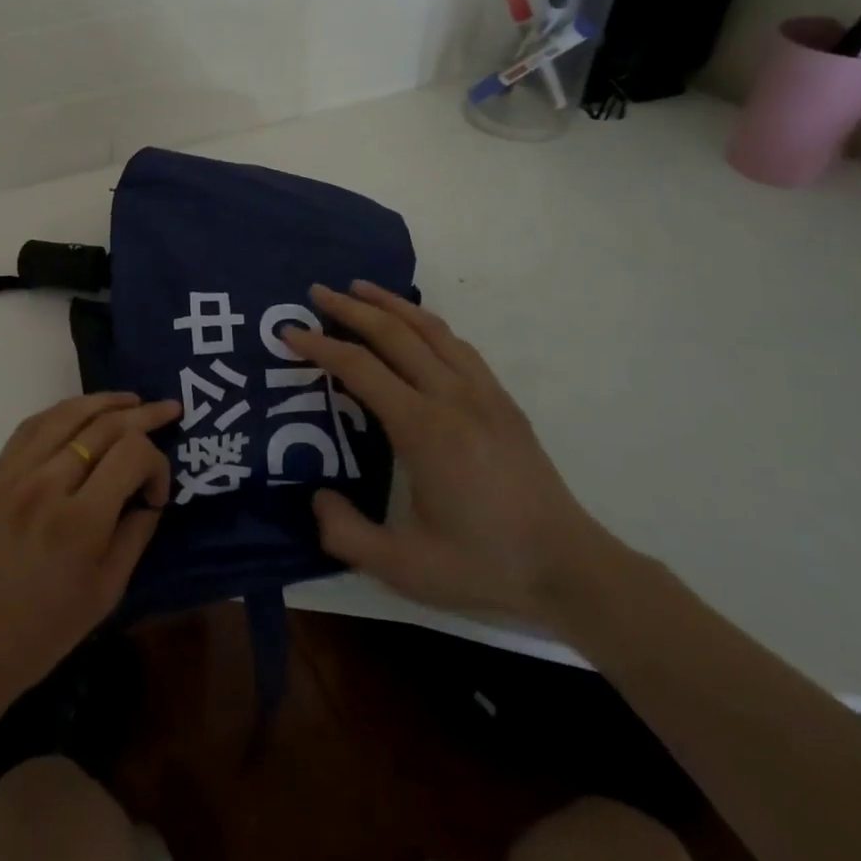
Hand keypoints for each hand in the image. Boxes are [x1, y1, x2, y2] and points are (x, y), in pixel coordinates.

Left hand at [0, 392, 178, 717]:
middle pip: (104, 425)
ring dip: (104, 401)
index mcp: (81, 521)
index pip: (132, 454)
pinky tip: (82, 411)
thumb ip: (136, 533)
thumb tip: (150, 495)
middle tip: (170, 409)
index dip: (157, 464)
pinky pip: (32, 426)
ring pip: (67, 413)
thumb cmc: (47, 630)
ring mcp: (15, 474)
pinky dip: (62, 411)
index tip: (157, 493)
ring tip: (131, 399)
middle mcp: (47, 484)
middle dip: (144, 415)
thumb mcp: (108, 590)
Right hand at [283, 282, 618, 628]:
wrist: (571, 571)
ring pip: (430, 329)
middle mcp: (452, 397)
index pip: (360, 368)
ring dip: (391, 304)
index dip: (320, 346)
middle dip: (351, 308)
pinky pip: (458, 345)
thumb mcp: (404, 568)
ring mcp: (483, 394)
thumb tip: (316, 498)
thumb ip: (347, 534)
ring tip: (360, 288)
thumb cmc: (484, 566)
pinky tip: (415, 327)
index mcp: (423, 428)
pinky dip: (427, 324)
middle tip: (317, 292)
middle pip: (394, 333)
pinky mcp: (503, 401)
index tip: (289, 332)